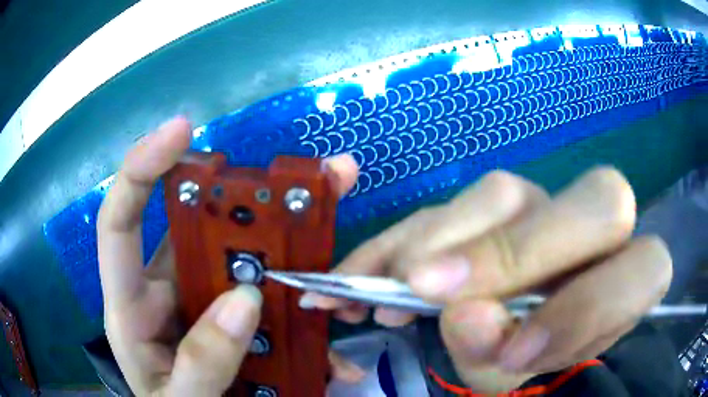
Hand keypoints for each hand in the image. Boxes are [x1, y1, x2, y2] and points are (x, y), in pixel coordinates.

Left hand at [97, 117, 361, 395]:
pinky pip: (268, 298)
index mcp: (131, 307)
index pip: (120, 222)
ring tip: (330, 215)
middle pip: (197, 228)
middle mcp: (164, 291)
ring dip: (286, 244)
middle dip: (244, 198)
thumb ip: (201, 364)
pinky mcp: (232, 317)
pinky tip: (333, 331)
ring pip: (240, 258)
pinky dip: (302, 305)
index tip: (182, 130)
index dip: (141, 169)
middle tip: (305, 178)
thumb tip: (244, 301)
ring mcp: (201, 302)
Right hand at [304, 168, 671, 392]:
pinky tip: (367, 270)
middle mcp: (598, 236)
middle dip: (516, 250)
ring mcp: (546, 209)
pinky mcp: (492, 209)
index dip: (589, 307)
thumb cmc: (526, 367)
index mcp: (627, 284)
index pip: (646, 268)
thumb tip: (464, 316)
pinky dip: (403, 239)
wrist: (508, 339)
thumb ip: (500, 355)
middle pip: (598, 201)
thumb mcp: (516, 376)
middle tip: (426, 288)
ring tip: (387, 287)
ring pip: (508, 193)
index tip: (511, 349)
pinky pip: (452, 206)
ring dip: (443, 241)